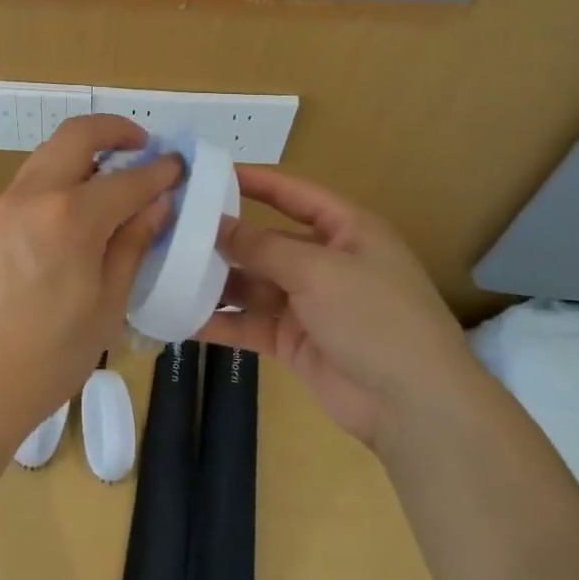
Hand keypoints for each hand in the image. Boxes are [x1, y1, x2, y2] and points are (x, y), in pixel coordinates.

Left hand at [0, 115, 181, 458]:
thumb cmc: (50, 356)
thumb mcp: (107, 304)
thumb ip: (132, 244)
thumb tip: (157, 204)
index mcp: (70, 217)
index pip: (127, 178)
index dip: (160, 170)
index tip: (180, 166)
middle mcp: (34, 195)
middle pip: (77, 135)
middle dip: (116, 131)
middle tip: (144, 149)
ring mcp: (6, 203)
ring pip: (51, 152)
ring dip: (86, 151)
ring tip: (117, 177)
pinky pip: (34, 178)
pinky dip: (63, 173)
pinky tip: (82, 204)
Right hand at [198, 168, 475, 448]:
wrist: (413, 406)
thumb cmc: (375, 317)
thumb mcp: (318, 270)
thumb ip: (261, 246)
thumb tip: (214, 223)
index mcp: (345, 230)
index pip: (292, 192)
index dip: (253, 180)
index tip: (206, 173)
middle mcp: (324, 261)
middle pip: (264, 240)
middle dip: (222, 237)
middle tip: (170, 228)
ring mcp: (308, 303)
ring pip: (251, 283)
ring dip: (214, 280)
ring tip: (165, 271)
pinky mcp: (292, 339)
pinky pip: (248, 323)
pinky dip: (219, 322)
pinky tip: (180, 318)